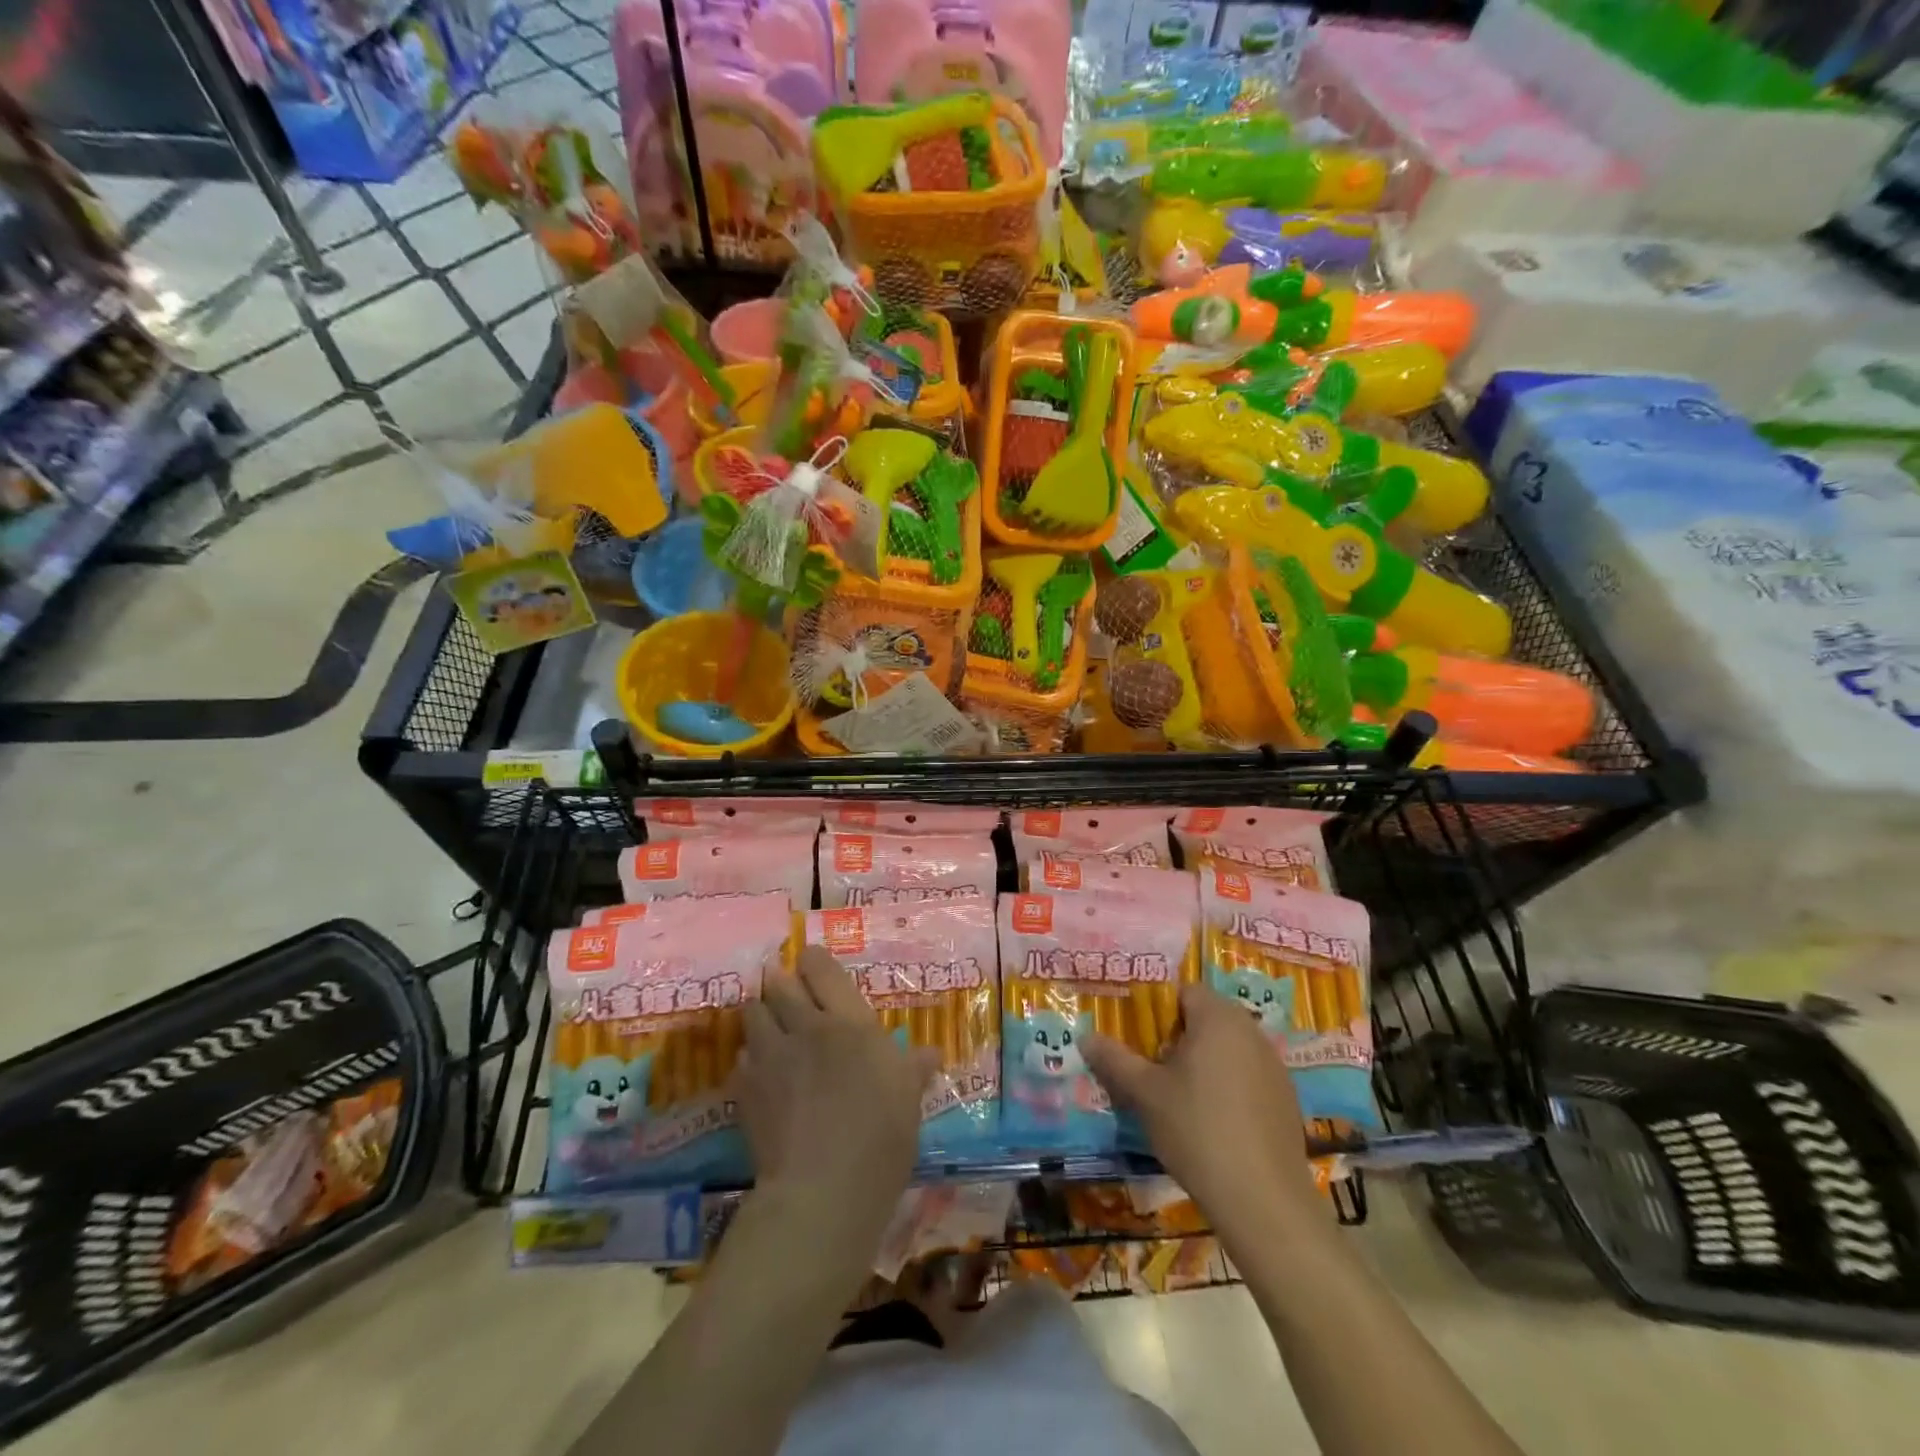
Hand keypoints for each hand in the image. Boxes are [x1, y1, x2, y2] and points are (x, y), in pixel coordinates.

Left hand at [737, 946, 936, 1234]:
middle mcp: (807, 1028)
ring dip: (759, 1012)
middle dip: (779, 980)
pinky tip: (758, 1071)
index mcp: (850, 1022)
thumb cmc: (880, 1137)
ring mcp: (771, 1056)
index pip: (822, 970)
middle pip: (780, 984)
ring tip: (766, 1020)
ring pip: (753, 1013)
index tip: (811, 962)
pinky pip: (741, 1058)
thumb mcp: (909, 1098)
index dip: (813, 961)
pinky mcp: (746, 1089)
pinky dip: (749, 1058)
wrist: (823, 1190)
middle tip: (784, 986)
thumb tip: (931, 1053)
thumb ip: (914, 1068)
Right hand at [1084, 983, 1324, 1241]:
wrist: (1263, 1201)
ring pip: (1228, 1048)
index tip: (1139, 1040)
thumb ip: (1114, 1059)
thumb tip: (1085, 1037)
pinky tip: (1213, 1123)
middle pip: (1207, 1018)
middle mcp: (1251, 1031)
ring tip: (1178, 1098)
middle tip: (1152, 1069)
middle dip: (1178, 1037)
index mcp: (1218, 1018)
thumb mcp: (1145, 1093)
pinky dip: (1228, 1086)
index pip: (1184, 991)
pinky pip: (1248, 1075)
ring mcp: (1274, 1065)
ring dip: (1203, 1061)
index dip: (1157, 1011)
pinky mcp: (1286, 1099)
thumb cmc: (1197, 1130)